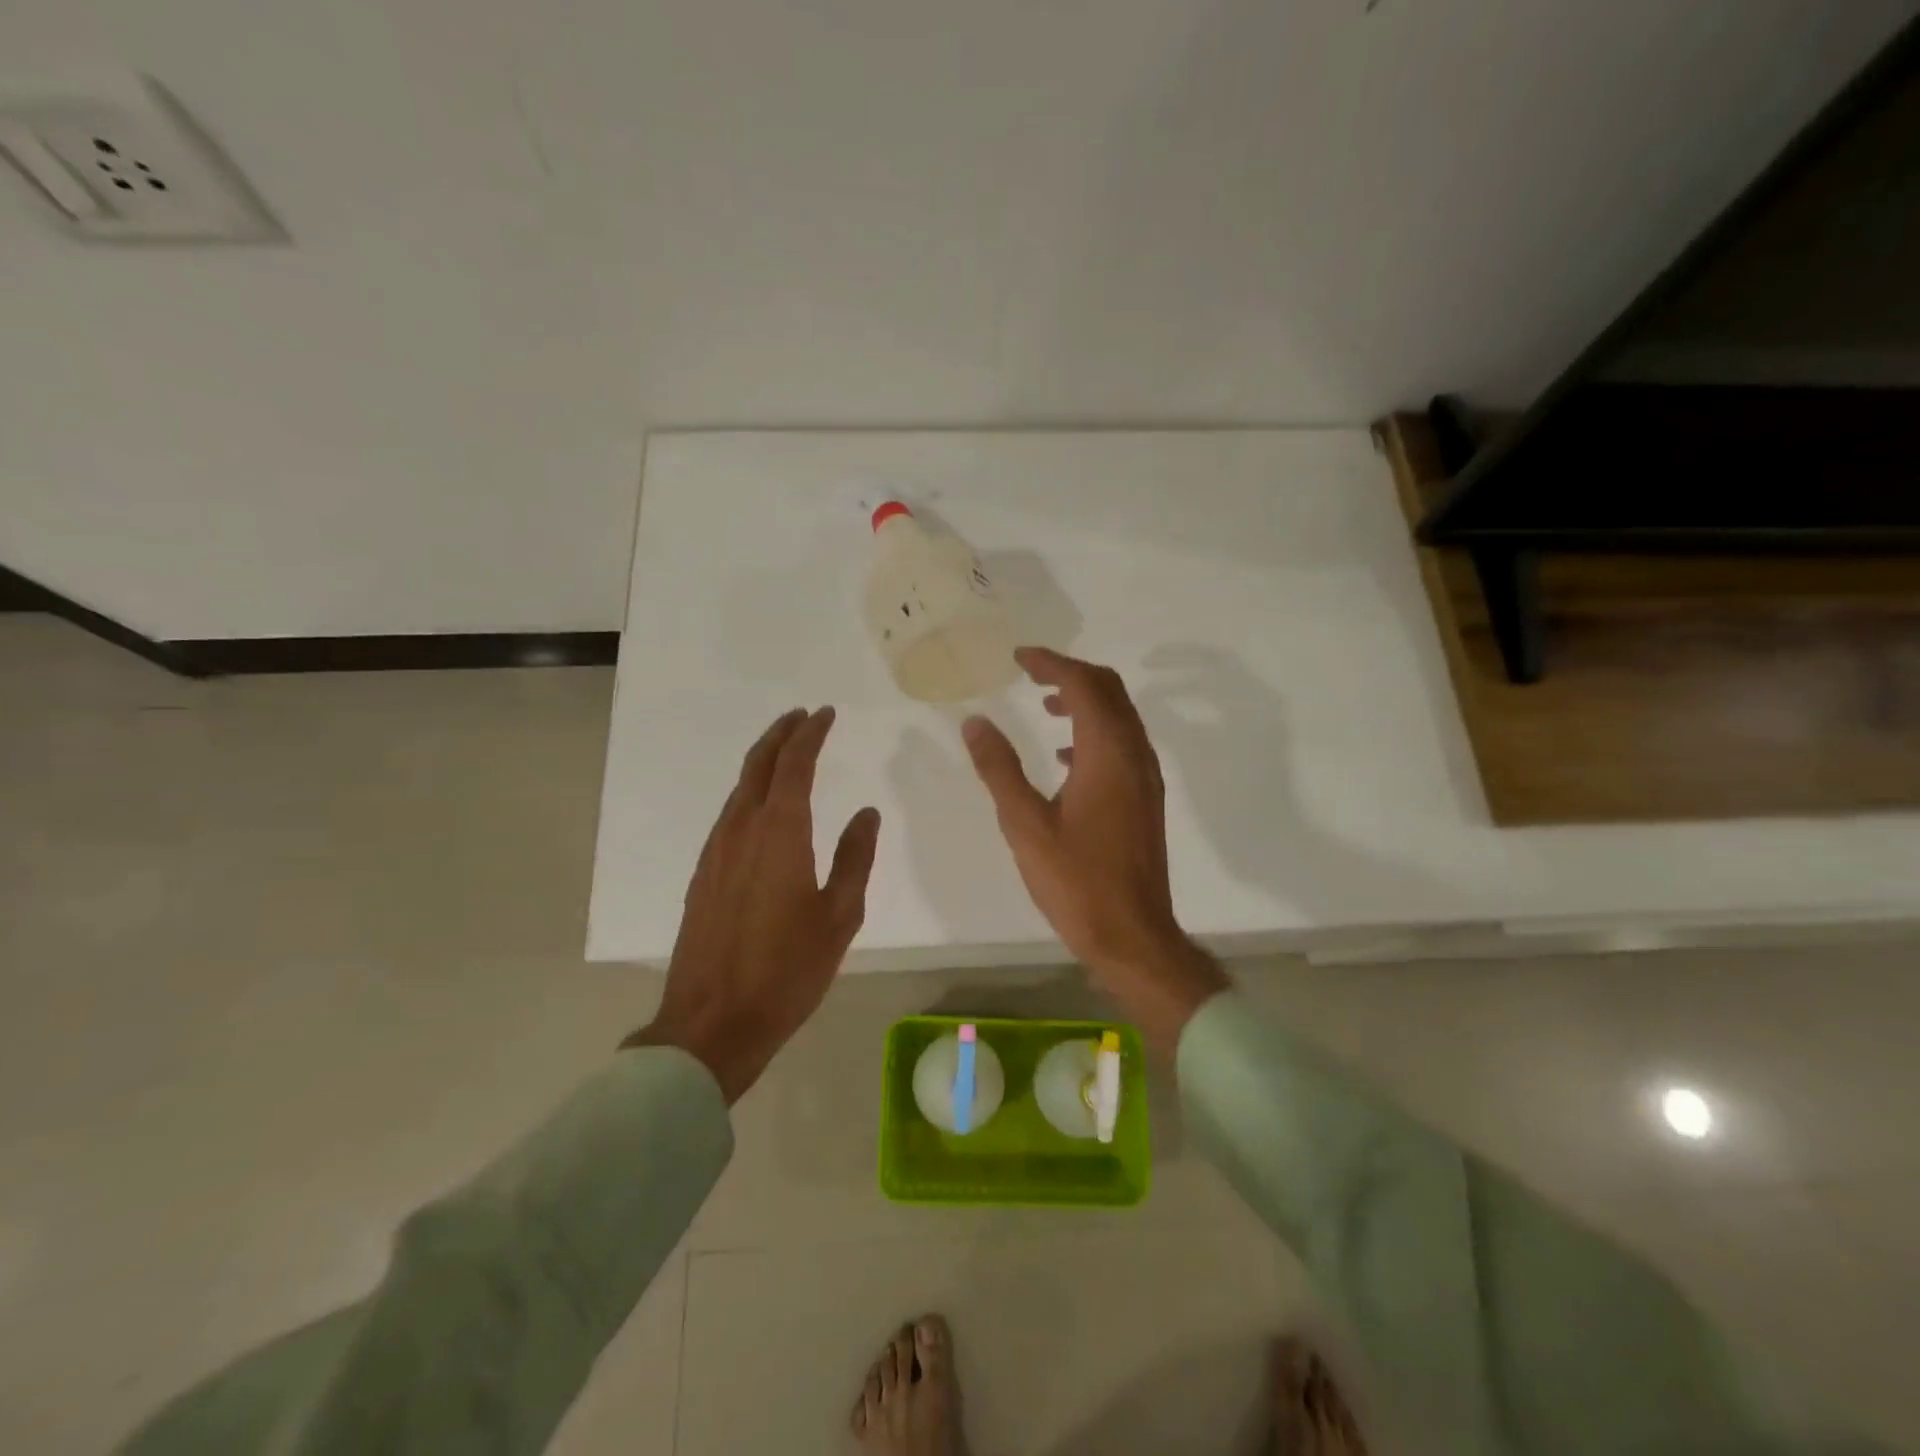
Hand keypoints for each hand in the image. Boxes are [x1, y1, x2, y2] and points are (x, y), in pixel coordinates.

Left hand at [627, 707, 880, 1102]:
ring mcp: (716, 851)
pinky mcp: (703, 873)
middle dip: (781, 735)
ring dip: (763, 761)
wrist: (713, 1021)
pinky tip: (761, 804)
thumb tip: (866, 813)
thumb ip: (855, 857)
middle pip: (758, 765)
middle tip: (803, 717)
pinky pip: (729, 814)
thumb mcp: (840, 915)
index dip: (810, 734)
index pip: (795, 764)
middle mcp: (742, 830)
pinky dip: (749, 792)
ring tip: (786, 750)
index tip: (825, 713)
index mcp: (780, 833)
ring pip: (739, 788)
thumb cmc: (788, 970)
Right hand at [962, 648, 1228, 1053]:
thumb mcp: (1025, 824)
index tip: (1018, 657)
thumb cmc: (1075, 881)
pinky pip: (1123, 744)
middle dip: (1071, 673)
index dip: (1051, 663)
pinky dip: (1095, 733)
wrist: (1132, 936)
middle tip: (1031, 672)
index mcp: (1107, 754)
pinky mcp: (1146, 799)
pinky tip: (1065, 758)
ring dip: (1085, 701)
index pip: (1084, 685)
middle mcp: (1135, 755)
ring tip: (1045, 705)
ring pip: (1120, 717)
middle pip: (1110, 690)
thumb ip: (999, 768)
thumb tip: (975, 722)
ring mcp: (1146, 778)